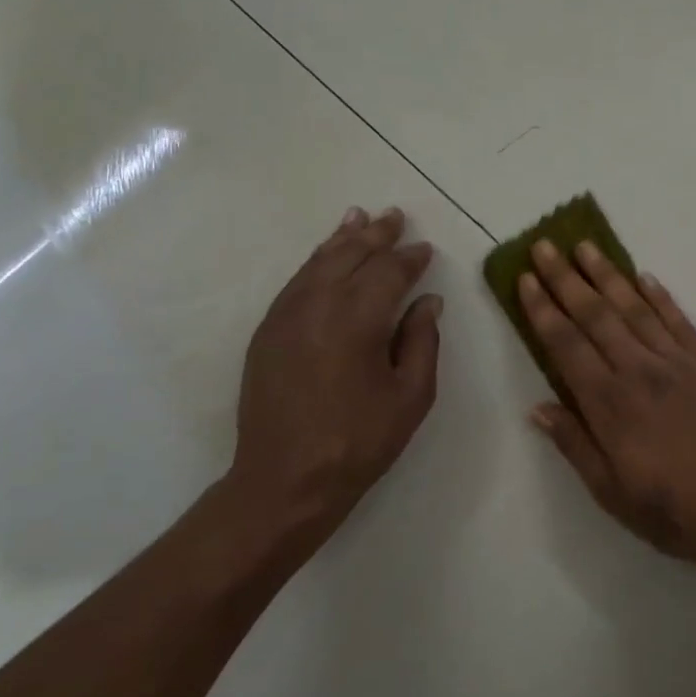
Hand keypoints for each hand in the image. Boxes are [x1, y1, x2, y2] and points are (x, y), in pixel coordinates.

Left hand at [220, 206, 440, 565]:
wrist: (284, 479)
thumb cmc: (359, 441)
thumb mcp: (410, 396)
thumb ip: (422, 341)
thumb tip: (427, 301)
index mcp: (358, 318)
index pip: (389, 271)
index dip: (410, 257)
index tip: (426, 249)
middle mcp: (318, 304)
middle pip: (351, 255)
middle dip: (376, 235)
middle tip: (395, 216)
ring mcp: (286, 315)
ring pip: (318, 262)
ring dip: (342, 239)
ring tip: (359, 218)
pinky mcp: (268, 331)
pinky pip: (296, 282)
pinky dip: (315, 262)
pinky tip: (325, 257)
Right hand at [519, 239, 695, 565]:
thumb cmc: (673, 510)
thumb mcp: (610, 493)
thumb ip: (574, 445)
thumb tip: (537, 407)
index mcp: (609, 404)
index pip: (566, 345)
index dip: (543, 310)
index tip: (526, 279)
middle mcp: (638, 371)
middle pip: (595, 315)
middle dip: (566, 279)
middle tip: (545, 246)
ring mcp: (676, 362)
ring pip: (634, 308)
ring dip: (607, 275)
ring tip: (586, 246)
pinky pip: (678, 320)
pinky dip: (659, 296)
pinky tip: (644, 276)